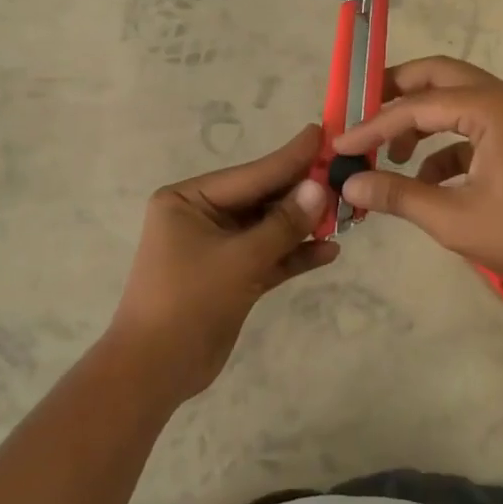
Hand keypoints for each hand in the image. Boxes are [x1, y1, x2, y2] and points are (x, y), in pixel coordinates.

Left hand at [107, 124, 337, 403]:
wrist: (156, 370)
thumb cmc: (188, 301)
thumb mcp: (239, 259)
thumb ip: (282, 224)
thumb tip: (319, 188)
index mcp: (189, 199)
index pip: (250, 174)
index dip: (290, 157)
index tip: (324, 133)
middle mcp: (202, 216)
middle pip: (262, 199)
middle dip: (302, 194)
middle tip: (347, 177)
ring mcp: (218, 248)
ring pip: (268, 229)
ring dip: (303, 226)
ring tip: (347, 214)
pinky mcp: (231, 277)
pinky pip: (268, 257)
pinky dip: (294, 255)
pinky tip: (329, 251)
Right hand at [330, 57, 502, 285]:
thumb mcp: (454, 218)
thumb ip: (398, 196)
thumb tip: (349, 185)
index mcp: (490, 107)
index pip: (416, 105)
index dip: (373, 125)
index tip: (340, 145)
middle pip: (438, 76)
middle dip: (396, 94)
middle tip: (361, 113)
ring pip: (456, 100)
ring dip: (421, 122)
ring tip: (390, 157)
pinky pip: (473, 127)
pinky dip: (446, 147)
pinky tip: (427, 182)